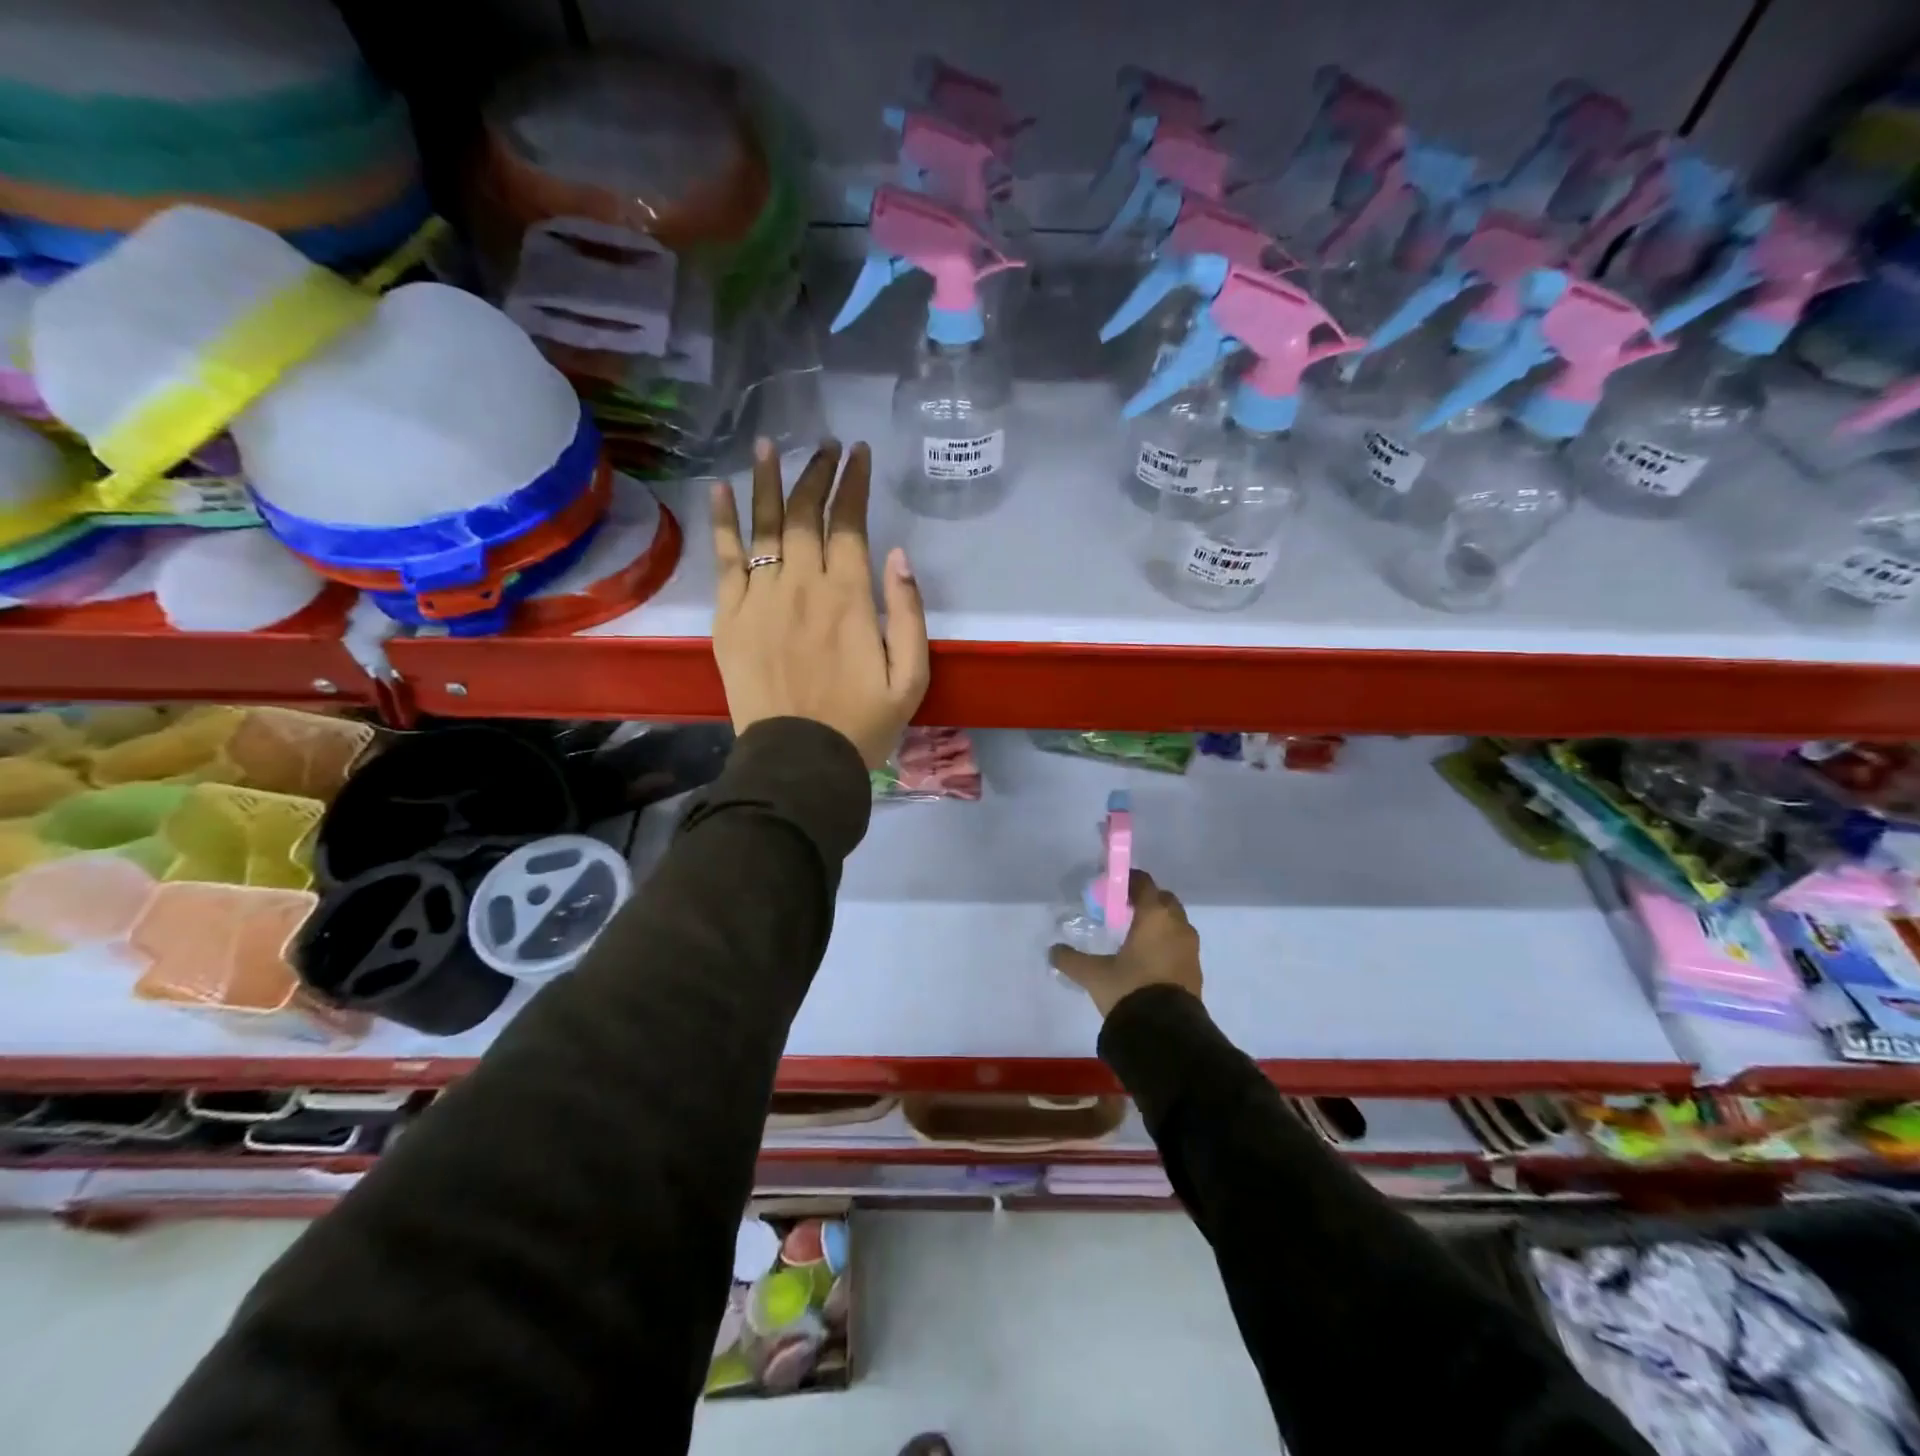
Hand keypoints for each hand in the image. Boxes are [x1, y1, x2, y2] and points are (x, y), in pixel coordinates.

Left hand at [711, 438, 929, 768]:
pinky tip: (720, 490)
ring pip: (764, 526)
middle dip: (817, 473)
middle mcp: (802, 586)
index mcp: (849, 598)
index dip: (853, 483)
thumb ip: (909, 614)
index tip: (858, 453)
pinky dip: (722, 522)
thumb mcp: (911, 678)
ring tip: (768, 445)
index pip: (849, 523)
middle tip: (824, 445)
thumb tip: (899, 554)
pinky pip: (725, 560)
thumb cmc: (862, 724)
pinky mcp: (729, 618)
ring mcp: (760, 599)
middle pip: (806, 514)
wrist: (800, 761)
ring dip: (767, 481)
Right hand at [1049, 870, 1202, 1018]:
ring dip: (1158, 924)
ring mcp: (1191, 948)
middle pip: (1163, 900)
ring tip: (1134, 938)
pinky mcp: (1196, 970)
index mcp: (1155, 916)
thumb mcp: (1093, 975)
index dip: (1127, 881)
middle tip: (1122, 912)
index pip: (1144, 883)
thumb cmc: (1129, 990)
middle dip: (1146, 901)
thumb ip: (1071, 959)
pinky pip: (1180, 945)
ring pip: (1175, 923)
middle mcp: (1178, 925)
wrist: (1166, 1033)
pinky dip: (1166, 944)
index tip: (1111, 888)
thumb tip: (1053, 951)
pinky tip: (1148, 960)